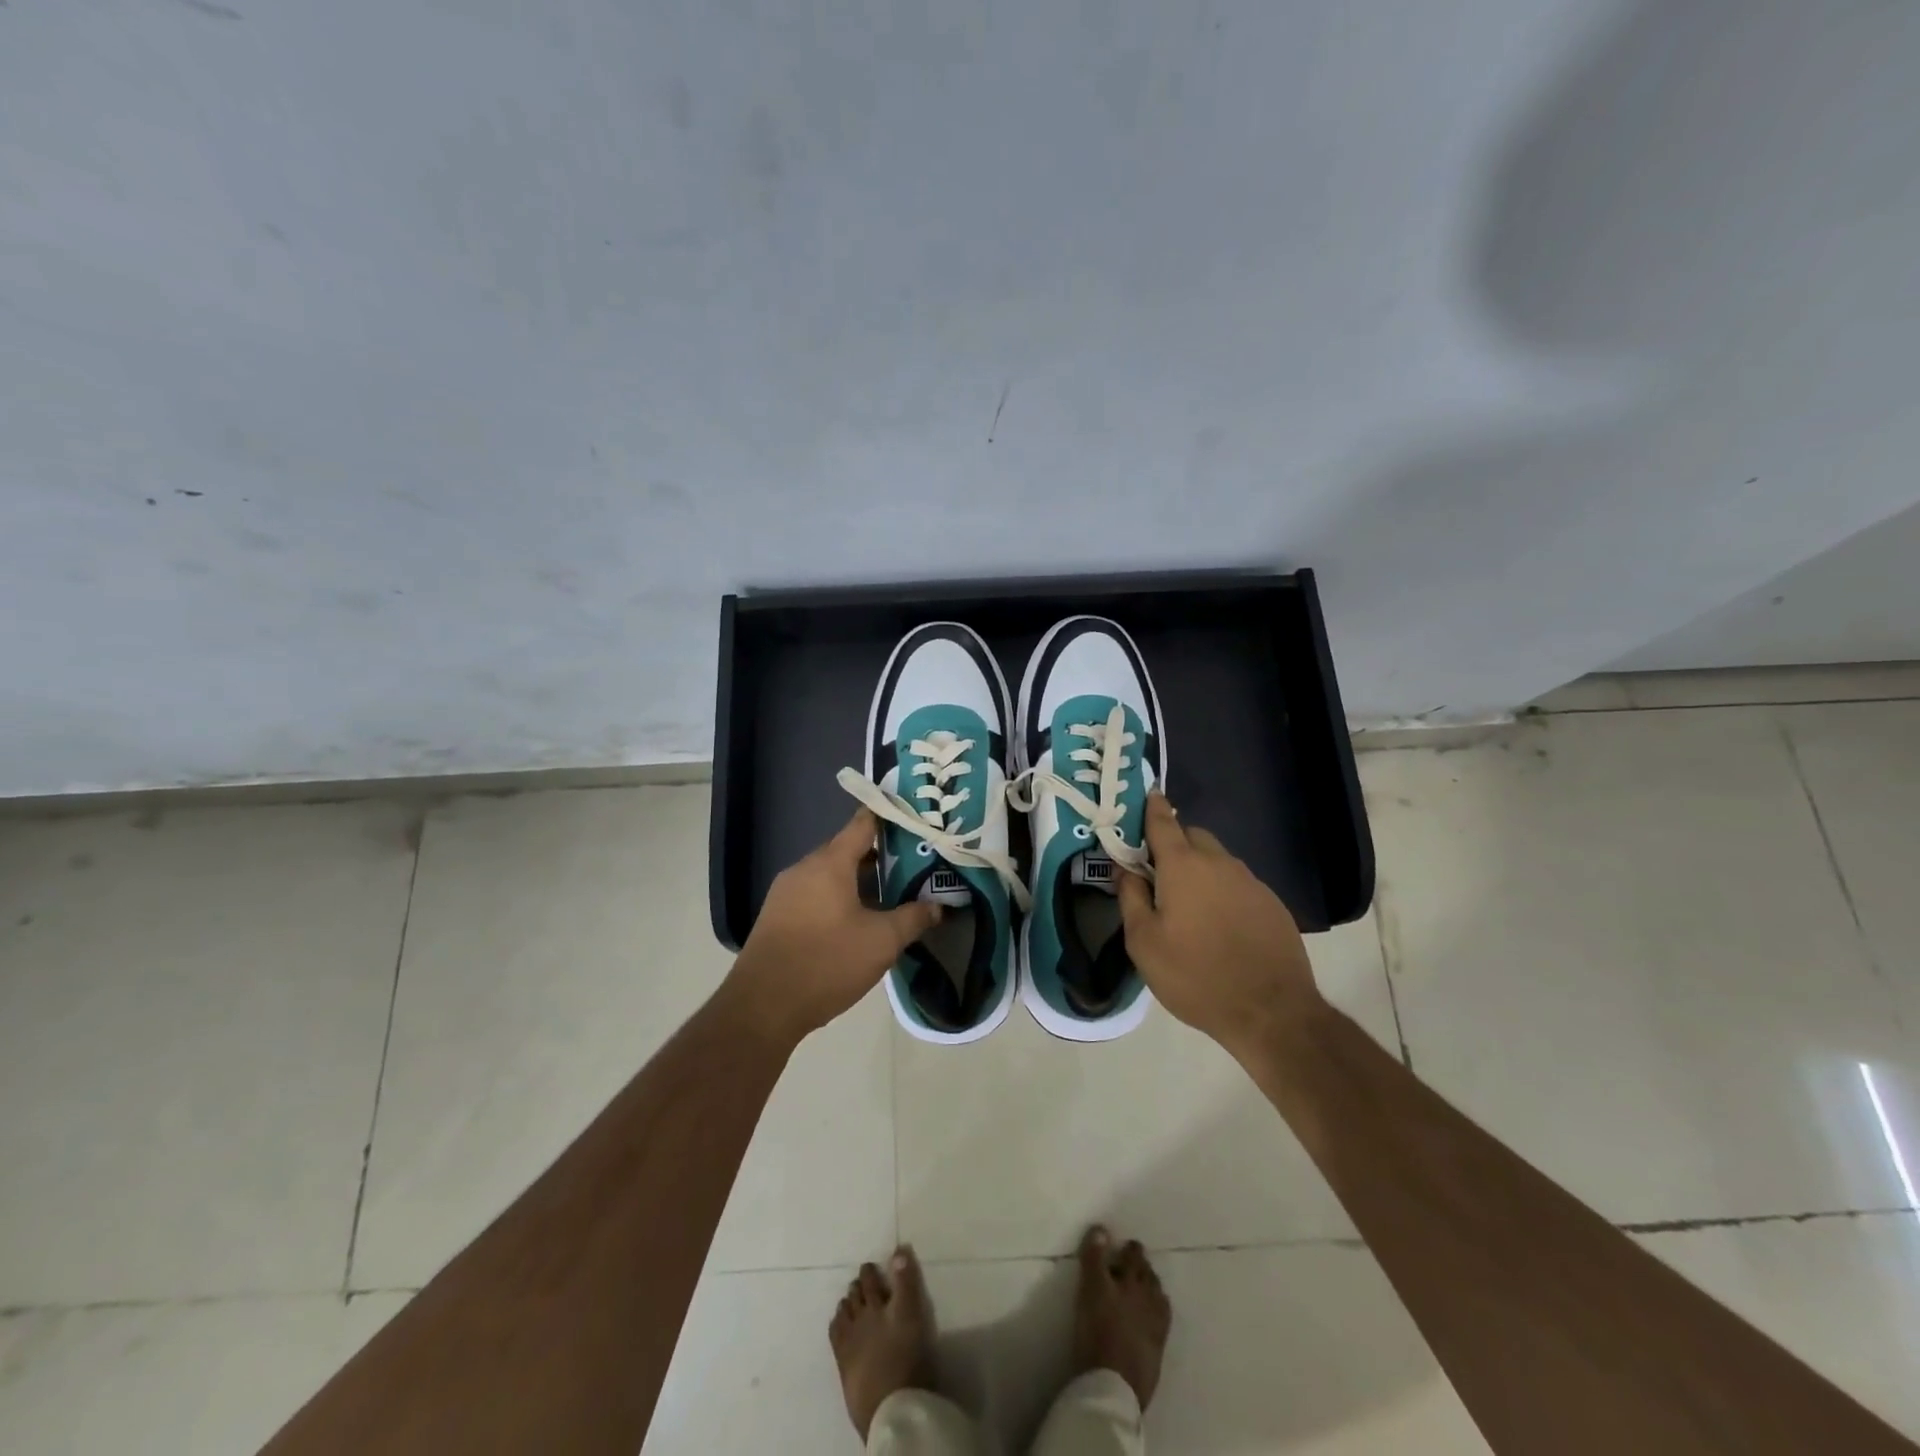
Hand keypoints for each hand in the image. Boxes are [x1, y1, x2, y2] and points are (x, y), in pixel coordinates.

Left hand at [725, 808, 941, 1044]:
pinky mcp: (778, 916)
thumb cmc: (827, 962)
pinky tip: (858, 921)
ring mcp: (786, 892)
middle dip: (881, 855)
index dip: (889, 817)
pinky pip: (815, 894)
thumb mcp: (881, 942)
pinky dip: (839, 898)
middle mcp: (804, 868)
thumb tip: (938, 906)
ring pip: (831, 875)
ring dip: (860, 881)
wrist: (763, 1006)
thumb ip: (913, 918)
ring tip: (893, 894)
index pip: (863, 823)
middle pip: (847, 849)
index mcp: (829, 863)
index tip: (914, 816)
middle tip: (915, 864)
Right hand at [1118, 792, 1322, 1059]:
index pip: (1163, 821)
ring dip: (1199, 869)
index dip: (1151, 807)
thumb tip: (1124, 869)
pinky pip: (1238, 883)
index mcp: (1183, 865)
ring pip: (1217, 860)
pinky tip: (1218, 923)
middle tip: (1157, 872)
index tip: (1144, 797)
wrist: (1271, 1011)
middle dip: (1173, 843)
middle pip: (1192, 836)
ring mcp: (1250, 881)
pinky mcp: (1272, 903)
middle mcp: (1219, 862)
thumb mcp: (1144, 942)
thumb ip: (1130, 897)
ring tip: (1187, 904)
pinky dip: (1222, 890)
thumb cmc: (1195, 975)